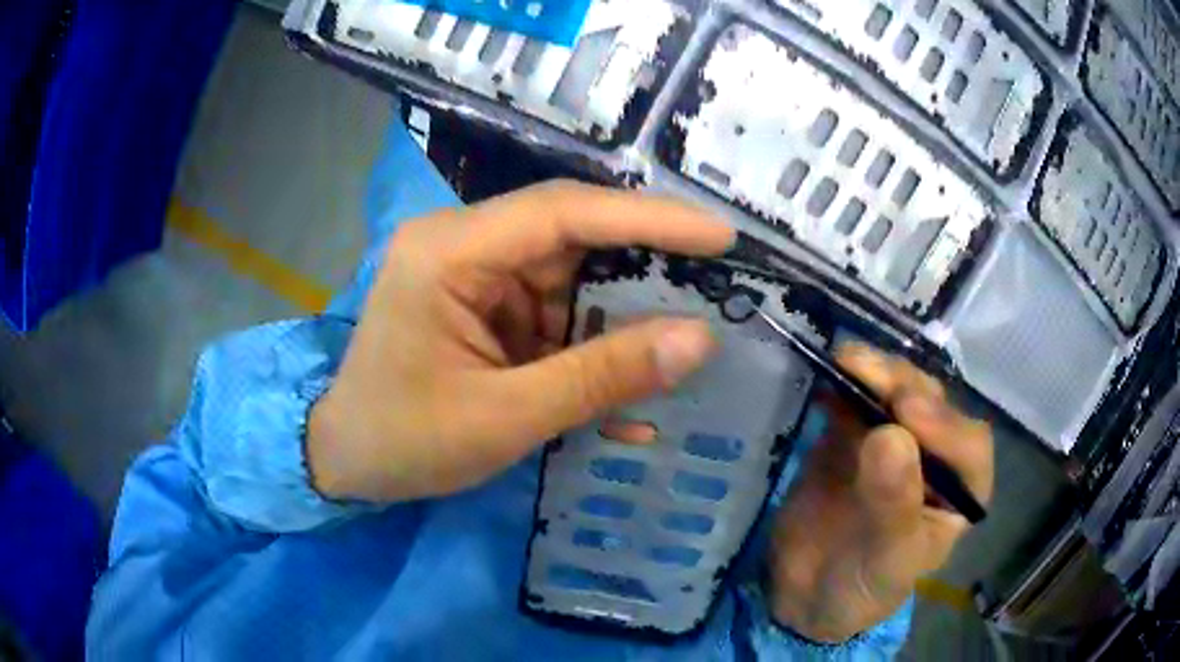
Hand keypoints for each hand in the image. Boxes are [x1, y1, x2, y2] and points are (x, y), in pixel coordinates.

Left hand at [306, 181, 733, 502]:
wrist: (345, 461)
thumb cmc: (404, 441)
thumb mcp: (505, 417)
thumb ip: (601, 376)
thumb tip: (699, 340)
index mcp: (449, 251)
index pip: (563, 212)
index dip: (649, 219)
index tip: (720, 235)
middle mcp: (462, 244)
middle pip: (571, 238)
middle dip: (643, 268)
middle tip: (717, 287)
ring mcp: (473, 274)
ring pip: (570, 278)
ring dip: (619, 320)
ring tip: (677, 350)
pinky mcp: (482, 305)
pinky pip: (551, 312)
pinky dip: (589, 347)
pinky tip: (623, 390)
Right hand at [767, 346, 993, 642]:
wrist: (806, 595)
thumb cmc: (863, 589)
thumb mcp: (886, 560)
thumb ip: (894, 504)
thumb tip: (891, 435)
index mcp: (959, 491)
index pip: (969, 448)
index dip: (944, 425)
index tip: (906, 414)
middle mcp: (934, 457)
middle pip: (933, 407)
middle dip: (906, 387)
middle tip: (870, 375)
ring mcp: (894, 441)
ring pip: (897, 393)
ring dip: (876, 372)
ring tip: (847, 362)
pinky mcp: (854, 434)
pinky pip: (854, 400)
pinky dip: (843, 382)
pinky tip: (829, 373)